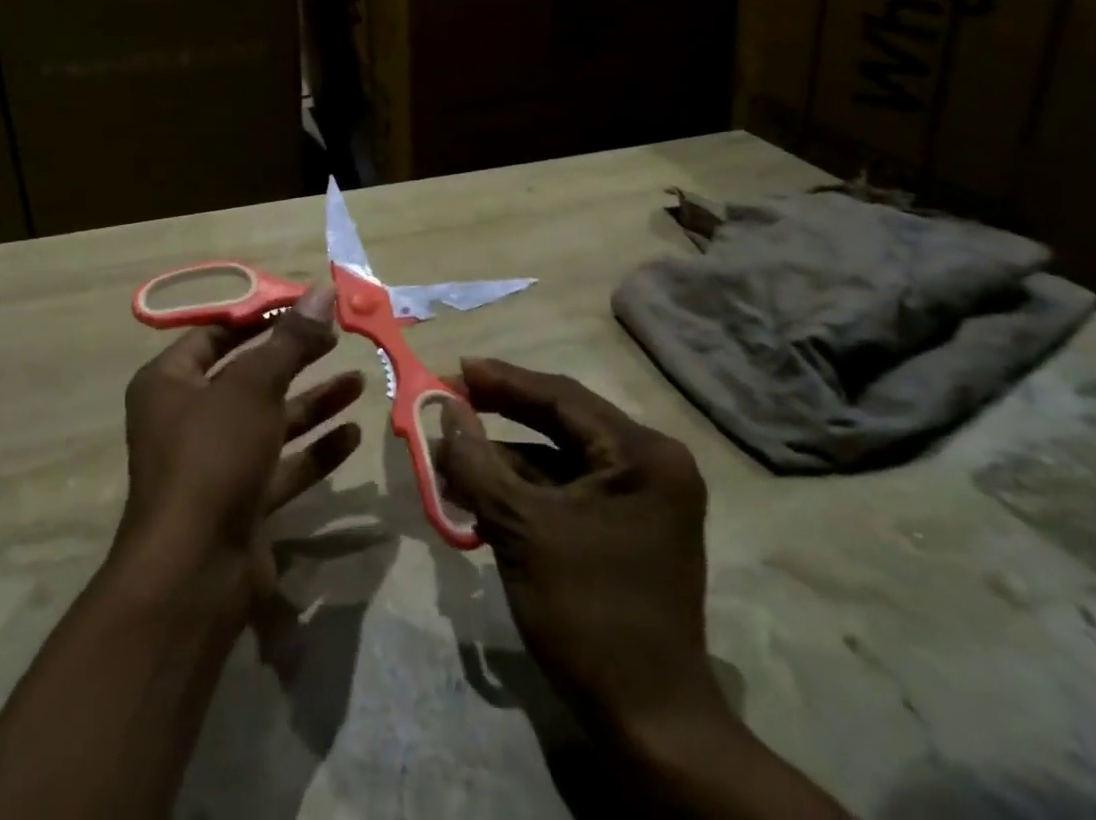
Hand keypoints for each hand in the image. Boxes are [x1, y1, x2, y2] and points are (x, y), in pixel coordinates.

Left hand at [115, 285, 363, 606]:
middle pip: (248, 376)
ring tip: (358, 381)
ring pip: (269, 421)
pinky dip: (314, 450)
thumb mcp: (254, 387)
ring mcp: (214, 463)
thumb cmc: (213, 456)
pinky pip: (280, 465)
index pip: (216, 334)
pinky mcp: (240, 501)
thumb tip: (323, 290)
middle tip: (338, 338)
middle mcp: (187, 418)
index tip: (305, 305)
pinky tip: (352, 434)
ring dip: (312, 402)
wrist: (194, 573)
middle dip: (294, 358)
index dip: (260, 316)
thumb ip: (291, 340)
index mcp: (169, 383)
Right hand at [434, 358, 722, 738]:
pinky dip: (524, 490)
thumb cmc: (588, 615)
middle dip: (500, 416)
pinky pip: (568, 489)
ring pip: (560, 458)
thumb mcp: (521, 530)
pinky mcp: (626, 526)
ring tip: (448, 459)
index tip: (454, 369)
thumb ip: (478, 462)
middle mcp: (650, 464)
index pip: (562, 397)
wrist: (649, 725)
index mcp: (642, 455)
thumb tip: (446, 410)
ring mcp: (641, 497)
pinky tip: (478, 493)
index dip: (502, 381)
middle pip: (562, 422)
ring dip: (505, 460)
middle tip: (449, 402)